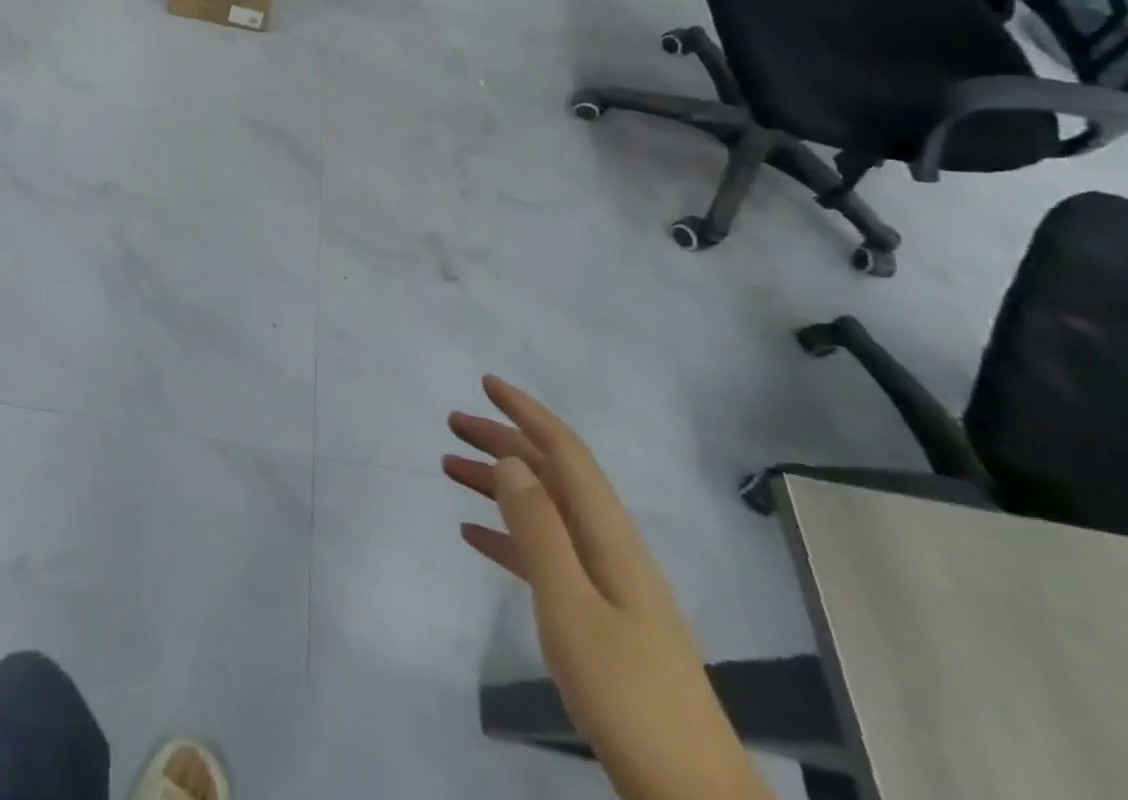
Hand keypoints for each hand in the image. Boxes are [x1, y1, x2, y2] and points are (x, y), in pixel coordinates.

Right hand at [444, 377, 772, 799]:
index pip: (565, 453)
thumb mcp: (571, 606)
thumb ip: (539, 529)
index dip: (527, 413)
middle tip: (453, 425)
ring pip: (544, 511)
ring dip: (499, 485)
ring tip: (450, 469)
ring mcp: (606, 583)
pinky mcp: (598, 616)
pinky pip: (544, 554)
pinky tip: (474, 534)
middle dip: (504, 442)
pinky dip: (508, 534)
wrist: (692, 796)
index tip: (486, 384)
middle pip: (551, 475)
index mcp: (609, 536)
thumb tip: (511, 459)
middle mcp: (609, 546)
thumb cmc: (628, 694)